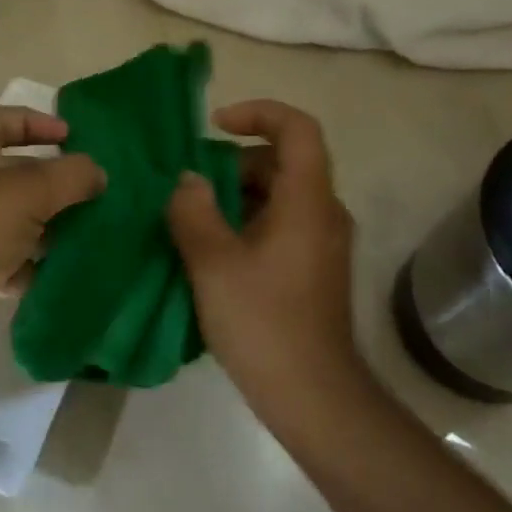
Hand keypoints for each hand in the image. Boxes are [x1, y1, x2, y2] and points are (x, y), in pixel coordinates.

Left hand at [0, 105, 104, 362]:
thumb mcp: (31, 191)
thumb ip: (72, 175)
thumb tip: (97, 173)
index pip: (1, 118)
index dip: (37, 122)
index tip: (72, 136)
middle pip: (10, 171)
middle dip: (49, 180)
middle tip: (87, 188)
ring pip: (11, 218)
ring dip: (44, 225)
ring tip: (84, 229)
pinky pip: (4, 258)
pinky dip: (29, 263)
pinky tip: (58, 270)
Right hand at [166, 100, 360, 415]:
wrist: (314, 398)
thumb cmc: (264, 323)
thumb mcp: (214, 263)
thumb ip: (193, 211)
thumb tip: (188, 181)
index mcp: (307, 200)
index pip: (297, 128)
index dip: (258, 113)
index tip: (215, 126)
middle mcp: (324, 212)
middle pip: (283, 161)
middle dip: (234, 164)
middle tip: (191, 188)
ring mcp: (323, 241)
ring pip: (280, 194)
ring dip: (236, 196)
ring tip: (194, 221)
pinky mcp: (315, 267)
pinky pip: (282, 222)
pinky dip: (248, 221)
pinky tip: (215, 252)